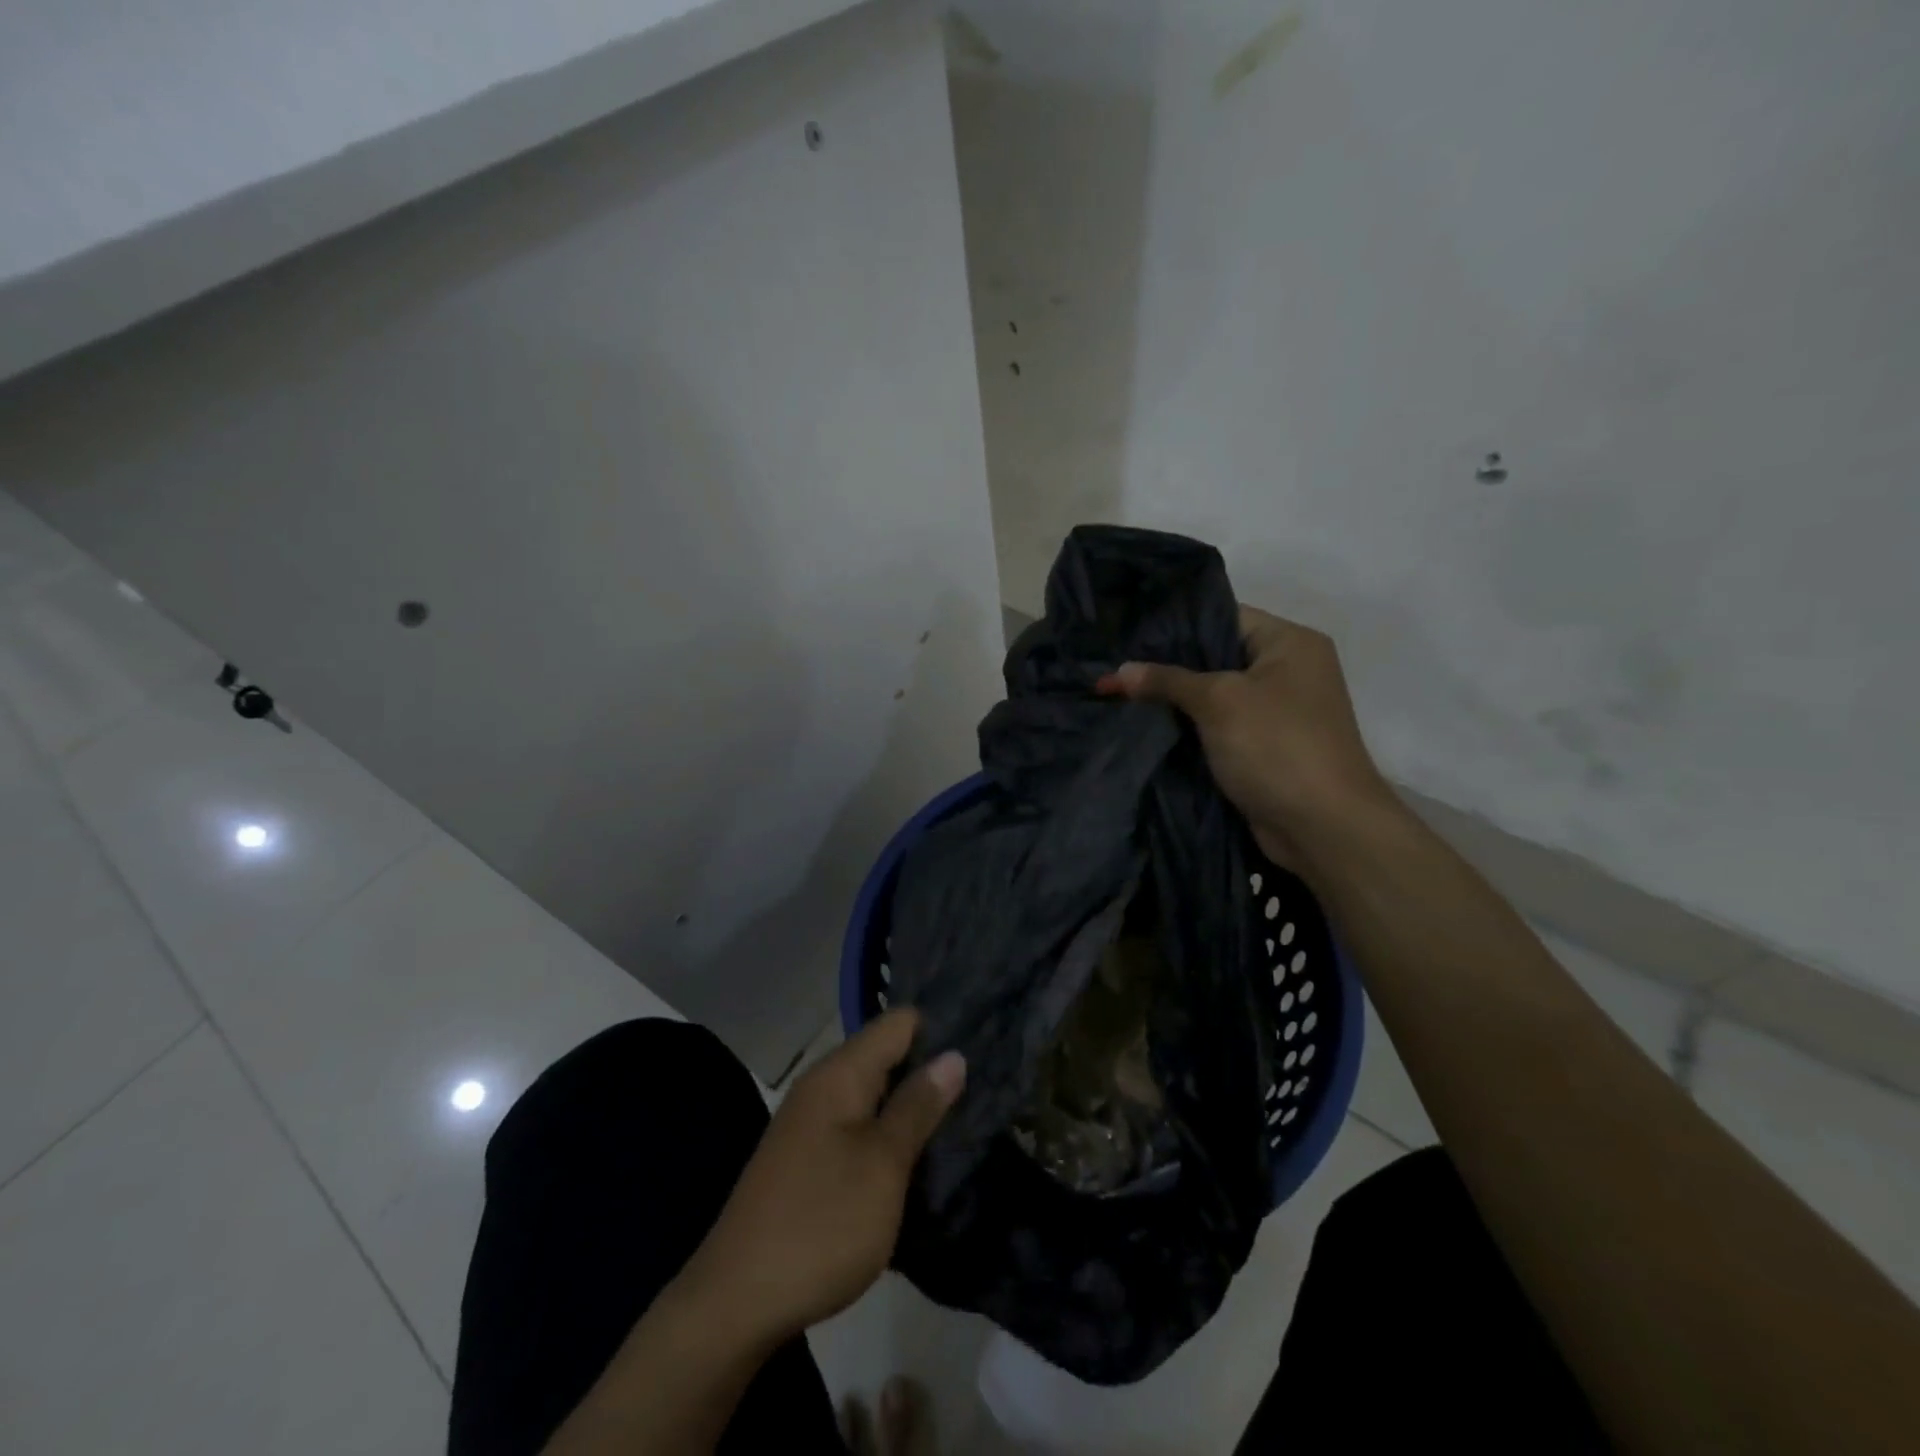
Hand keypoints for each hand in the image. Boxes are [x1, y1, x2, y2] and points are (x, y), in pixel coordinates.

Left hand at [679, 1010, 964, 1347]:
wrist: (735, 1303)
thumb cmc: (821, 1223)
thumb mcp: (883, 1164)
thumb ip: (918, 1106)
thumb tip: (953, 1055)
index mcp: (840, 1073)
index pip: (899, 1021)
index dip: (941, 1028)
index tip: (983, 1046)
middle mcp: (823, 1085)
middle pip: (886, 1053)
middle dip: (930, 1068)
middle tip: (982, 1087)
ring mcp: (811, 1122)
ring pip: (874, 1092)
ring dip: (911, 1104)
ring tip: (961, 1118)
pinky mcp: (807, 1157)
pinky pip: (858, 1124)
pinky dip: (888, 1131)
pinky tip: (915, 1154)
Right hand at [1100, 606, 1391, 866]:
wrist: (1323, 827)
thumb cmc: (1277, 746)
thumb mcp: (1218, 702)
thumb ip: (1167, 680)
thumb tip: (1118, 671)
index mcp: (1290, 642)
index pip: (1223, 617)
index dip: (1174, 626)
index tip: (1127, 635)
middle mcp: (1287, 670)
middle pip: (1215, 657)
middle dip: (1167, 666)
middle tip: (1116, 666)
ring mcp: (1277, 711)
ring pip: (1214, 695)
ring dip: (1174, 701)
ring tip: (1120, 693)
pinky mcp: (1264, 748)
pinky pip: (1218, 726)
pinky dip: (1189, 728)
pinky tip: (1146, 726)